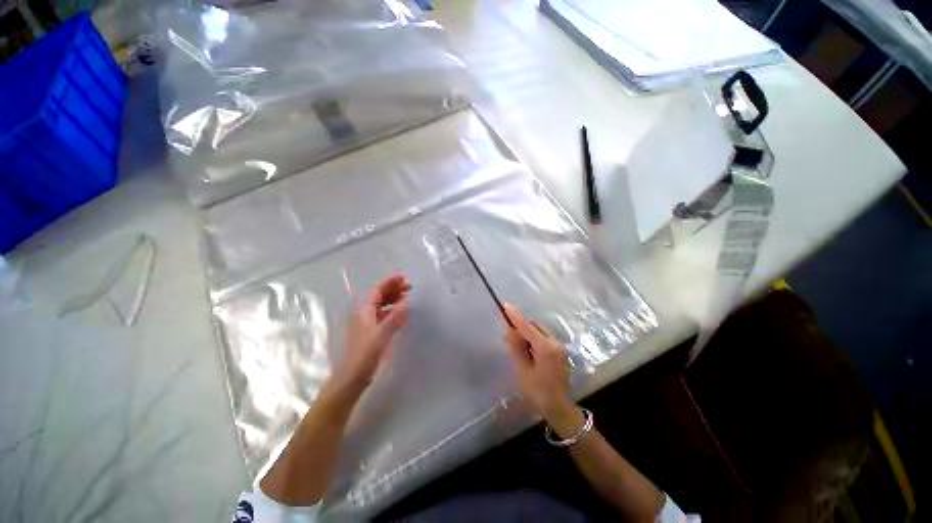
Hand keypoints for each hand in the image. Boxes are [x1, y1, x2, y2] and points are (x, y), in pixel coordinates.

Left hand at [334, 275, 409, 393]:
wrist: (354, 375)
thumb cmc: (366, 352)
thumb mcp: (383, 332)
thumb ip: (395, 315)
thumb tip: (406, 301)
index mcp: (365, 310)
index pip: (378, 290)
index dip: (390, 282)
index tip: (404, 278)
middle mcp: (365, 314)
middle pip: (380, 296)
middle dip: (394, 290)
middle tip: (409, 287)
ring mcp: (368, 323)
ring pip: (382, 306)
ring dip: (394, 300)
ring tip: (408, 299)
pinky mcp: (372, 333)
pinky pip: (384, 317)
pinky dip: (393, 313)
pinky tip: (402, 316)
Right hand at [503, 304, 578, 428]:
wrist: (560, 409)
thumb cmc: (538, 393)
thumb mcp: (523, 371)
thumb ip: (517, 348)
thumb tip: (511, 331)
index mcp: (546, 348)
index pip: (527, 327)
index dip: (515, 316)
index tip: (505, 305)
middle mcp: (555, 343)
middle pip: (535, 326)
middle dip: (521, 327)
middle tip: (508, 336)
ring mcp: (560, 347)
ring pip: (540, 331)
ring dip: (528, 333)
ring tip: (516, 344)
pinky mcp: (560, 352)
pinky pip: (545, 338)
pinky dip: (534, 339)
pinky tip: (527, 350)